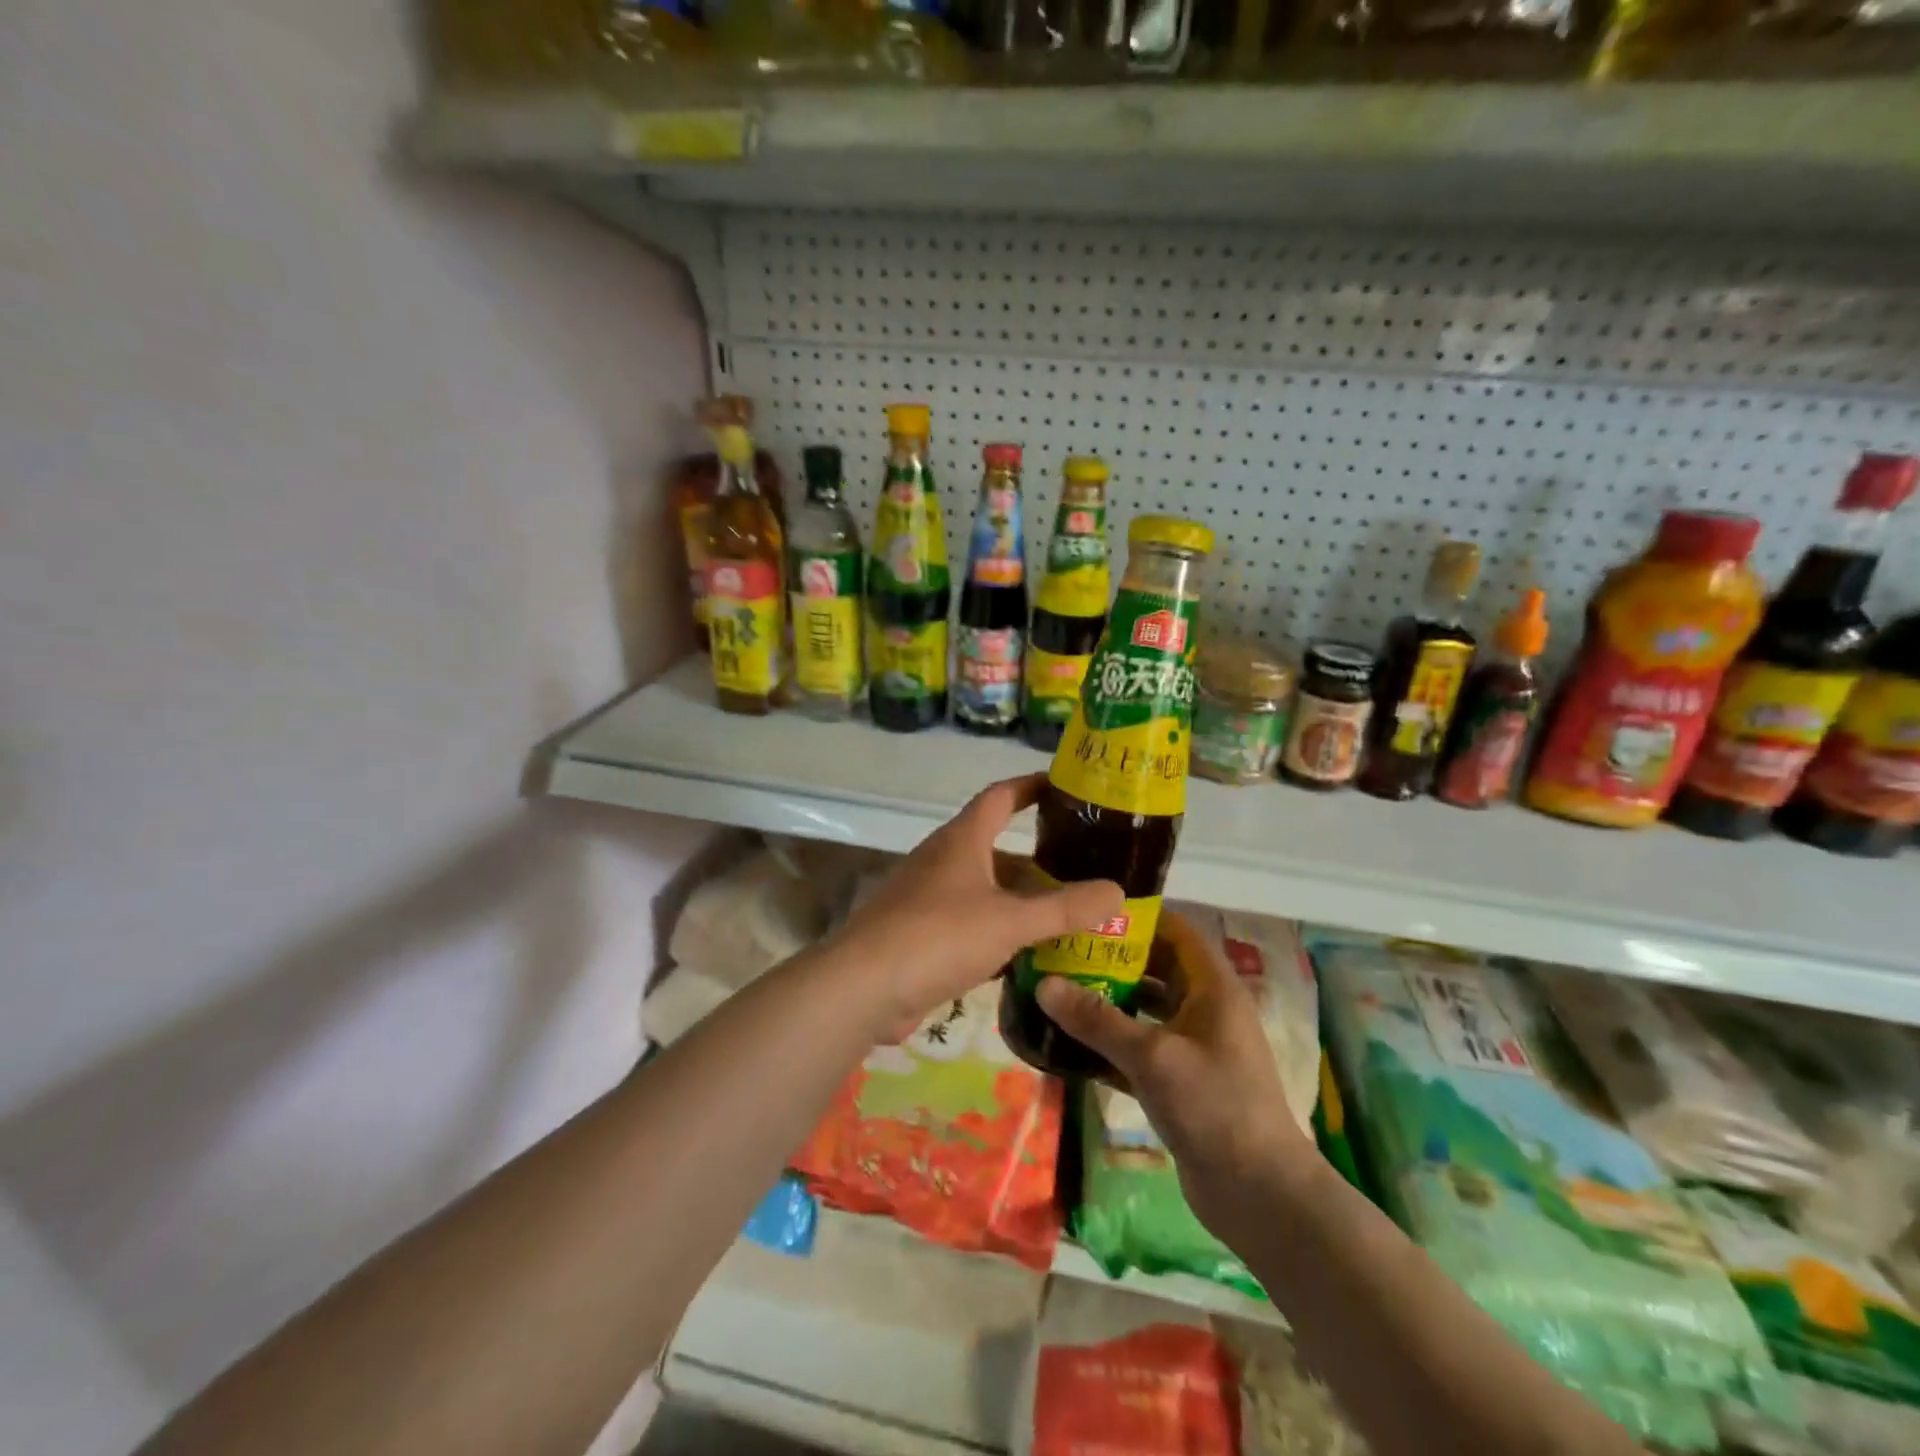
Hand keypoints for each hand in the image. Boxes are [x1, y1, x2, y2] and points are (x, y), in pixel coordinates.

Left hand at [831, 774, 1122, 1040]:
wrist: (864, 987)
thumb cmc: (938, 935)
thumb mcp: (1009, 920)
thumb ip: (1065, 908)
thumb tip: (1117, 891)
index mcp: (962, 840)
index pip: (1000, 796)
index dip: (1032, 785)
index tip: (1067, 786)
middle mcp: (944, 861)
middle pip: (998, 848)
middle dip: (1040, 857)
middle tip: (1086, 867)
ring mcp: (929, 899)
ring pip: (987, 890)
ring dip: (1022, 900)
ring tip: (1070, 914)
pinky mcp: (923, 936)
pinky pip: (972, 924)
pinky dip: (1001, 933)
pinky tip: (1030, 955)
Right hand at [1036, 933, 1317, 1237]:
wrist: (1260, 1197)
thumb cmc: (1214, 1107)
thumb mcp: (1152, 1056)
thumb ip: (1097, 1019)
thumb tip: (1043, 984)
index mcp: (1213, 988)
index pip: (1176, 931)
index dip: (1137, 917)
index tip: (1089, 912)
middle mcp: (1205, 1010)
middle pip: (1155, 969)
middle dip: (1111, 961)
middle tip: (1061, 953)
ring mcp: (1194, 1048)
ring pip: (1144, 1011)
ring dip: (1106, 1003)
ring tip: (1056, 992)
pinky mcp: (1180, 1083)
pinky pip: (1139, 1051)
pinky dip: (1110, 1045)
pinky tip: (1069, 1045)